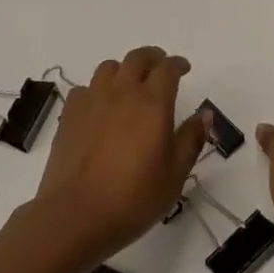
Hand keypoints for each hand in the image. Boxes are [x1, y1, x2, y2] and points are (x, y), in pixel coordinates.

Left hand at [31, 47, 208, 267]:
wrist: (75, 215)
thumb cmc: (133, 198)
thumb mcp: (175, 174)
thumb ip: (191, 139)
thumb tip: (204, 114)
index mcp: (153, 103)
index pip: (168, 68)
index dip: (178, 64)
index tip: (184, 68)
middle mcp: (122, 92)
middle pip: (138, 58)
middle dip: (153, 57)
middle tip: (160, 67)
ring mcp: (92, 100)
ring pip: (109, 67)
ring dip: (124, 69)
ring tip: (129, 84)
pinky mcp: (70, 114)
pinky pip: (86, 88)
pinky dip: (97, 90)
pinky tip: (100, 107)